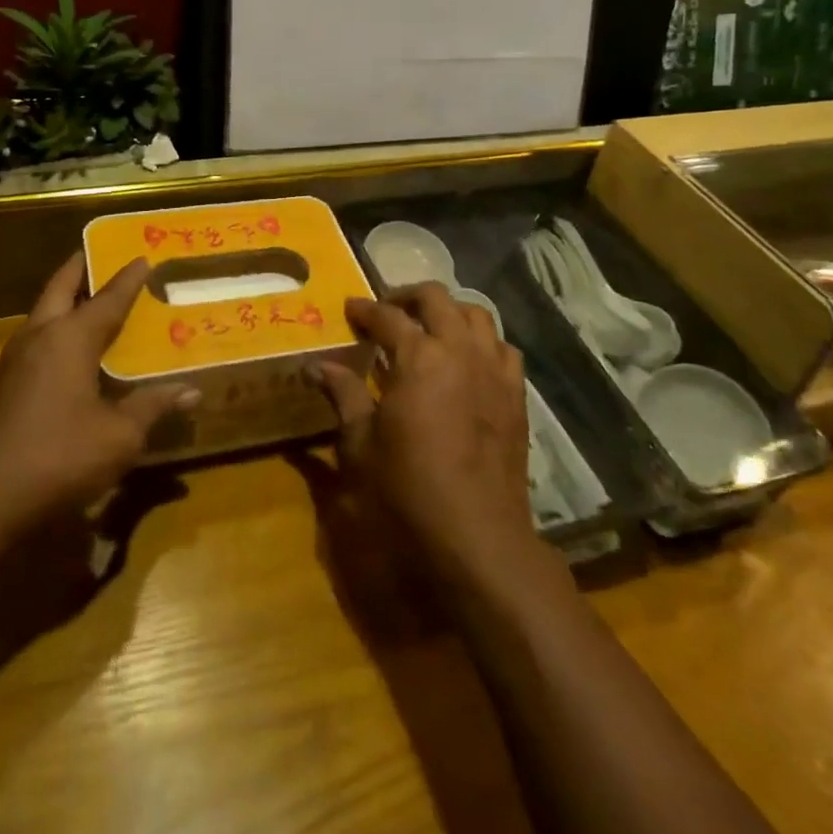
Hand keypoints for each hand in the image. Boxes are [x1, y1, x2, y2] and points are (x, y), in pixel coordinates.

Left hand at [0, 254, 196, 533]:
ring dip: (63, 300)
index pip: (107, 298)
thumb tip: (192, 391)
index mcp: (70, 337)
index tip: (143, 257)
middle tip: (99, 254)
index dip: (128, 279)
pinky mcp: (0, 388)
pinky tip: (67, 354)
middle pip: (59, 289)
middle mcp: (39, 337)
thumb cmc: (57, 456)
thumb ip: (152, 407)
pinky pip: (34, 342)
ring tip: (88, 300)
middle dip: (80, 269)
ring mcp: (13, 362)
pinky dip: (55, 332)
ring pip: (41, 314)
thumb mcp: (118, 436)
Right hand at [313, 283, 536, 579]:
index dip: (364, 309)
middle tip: (388, 311)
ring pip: (476, 314)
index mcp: (418, 357)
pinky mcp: (515, 395)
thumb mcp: (360, 445)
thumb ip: (343, 395)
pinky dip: (483, 342)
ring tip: (430, 328)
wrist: (477, 537)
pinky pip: (503, 349)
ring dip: (449, 312)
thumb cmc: (408, 491)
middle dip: (407, 296)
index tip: (349, 308)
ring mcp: (493, 370)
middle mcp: (459, 350)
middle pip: (436, 299)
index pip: (387, 316)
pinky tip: (469, 361)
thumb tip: (316, 366)